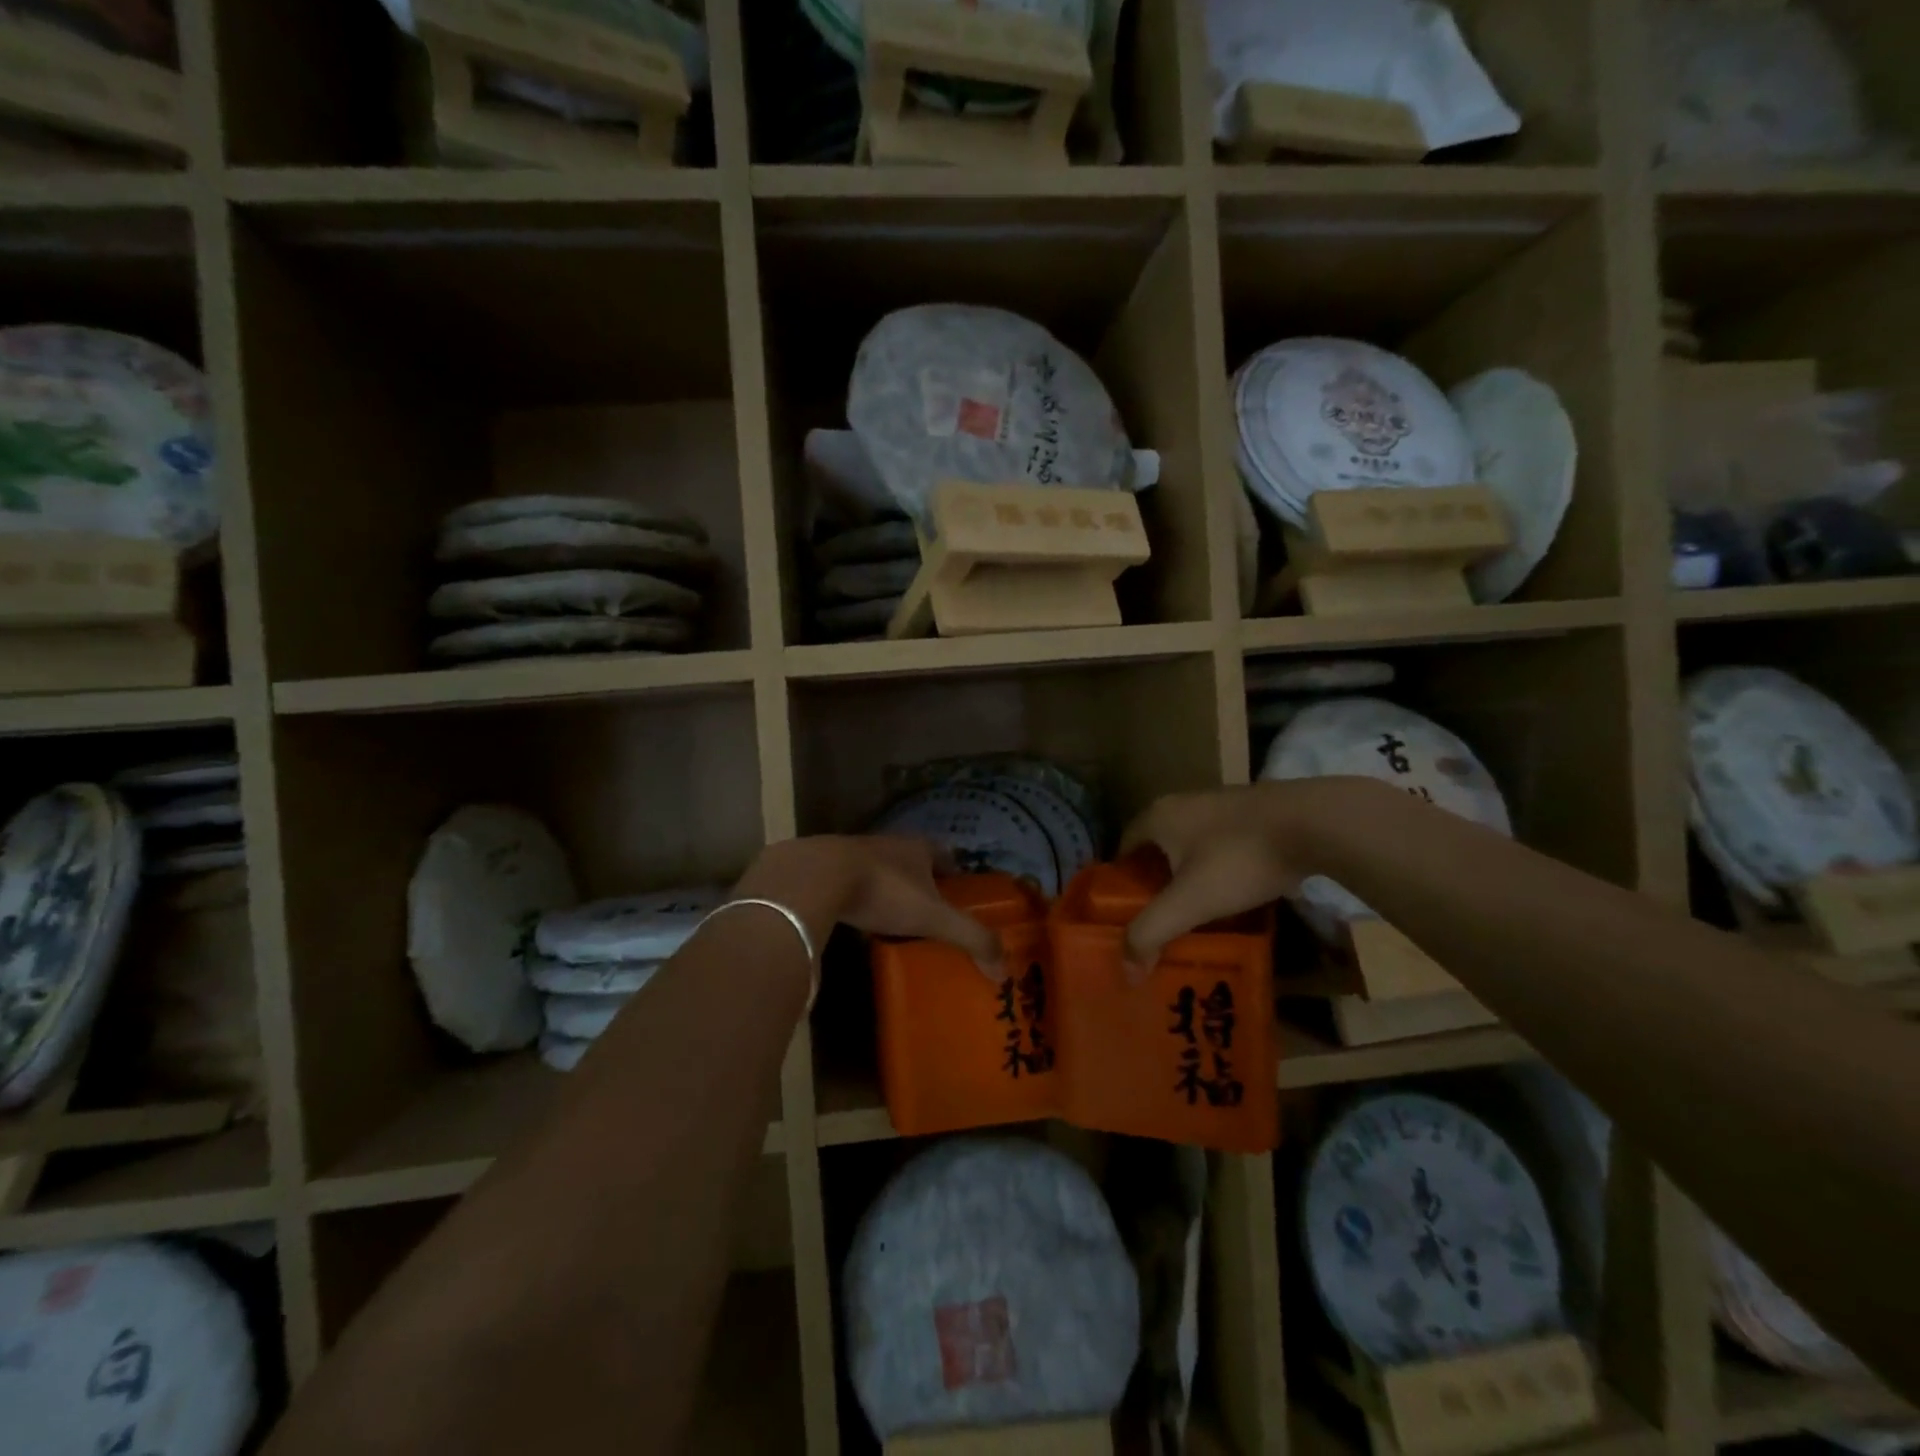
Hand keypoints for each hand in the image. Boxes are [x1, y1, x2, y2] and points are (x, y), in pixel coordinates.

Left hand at [734, 835, 1003, 977]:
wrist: (814, 877)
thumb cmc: (882, 890)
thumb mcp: (933, 916)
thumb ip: (970, 938)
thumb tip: (1004, 971)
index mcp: (917, 847)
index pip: (946, 855)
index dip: (956, 874)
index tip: (962, 895)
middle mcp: (887, 844)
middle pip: (912, 862)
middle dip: (922, 883)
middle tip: (931, 913)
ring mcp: (852, 853)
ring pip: (880, 871)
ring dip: (888, 890)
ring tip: (895, 921)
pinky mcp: (823, 868)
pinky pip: (849, 884)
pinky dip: (857, 899)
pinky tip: (856, 921)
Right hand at [1116, 783, 1312, 980]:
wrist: (1314, 823)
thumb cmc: (1239, 858)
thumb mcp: (1190, 902)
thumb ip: (1152, 933)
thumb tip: (1127, 972)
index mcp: (1157, 816)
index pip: (1123, 848)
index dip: (1120, 883)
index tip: (1125, 915)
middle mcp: (1182, 803)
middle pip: (1157, 848)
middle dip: (1155, 883)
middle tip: (1159, 920)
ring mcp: (1220, 804)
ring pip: (1191, 846)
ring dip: (1189, 876)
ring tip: (1195, 914)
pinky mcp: (1253, 813)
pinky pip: (1221, 845)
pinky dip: (1219, 870)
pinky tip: (1233, 896)